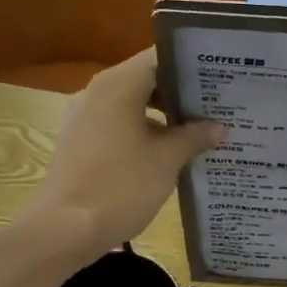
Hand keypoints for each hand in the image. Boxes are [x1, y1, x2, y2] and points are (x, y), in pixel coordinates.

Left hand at [26, 49, 225, 259]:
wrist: (65, 229)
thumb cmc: (121, 186)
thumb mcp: (166, 160)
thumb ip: (194, 137)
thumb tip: (219, 127)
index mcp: (118, 85)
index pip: (160, 57)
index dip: (192, 64)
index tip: (221, 75)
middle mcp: (98, 92)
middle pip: (146, 79)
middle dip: (182, 93)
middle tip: (219, 105)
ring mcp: (85, 117)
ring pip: (133, 104)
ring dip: (165, 115)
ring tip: (200, 129)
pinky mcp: (81, 142)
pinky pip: (119, 125)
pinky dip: (145, 131)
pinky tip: (170, 152)